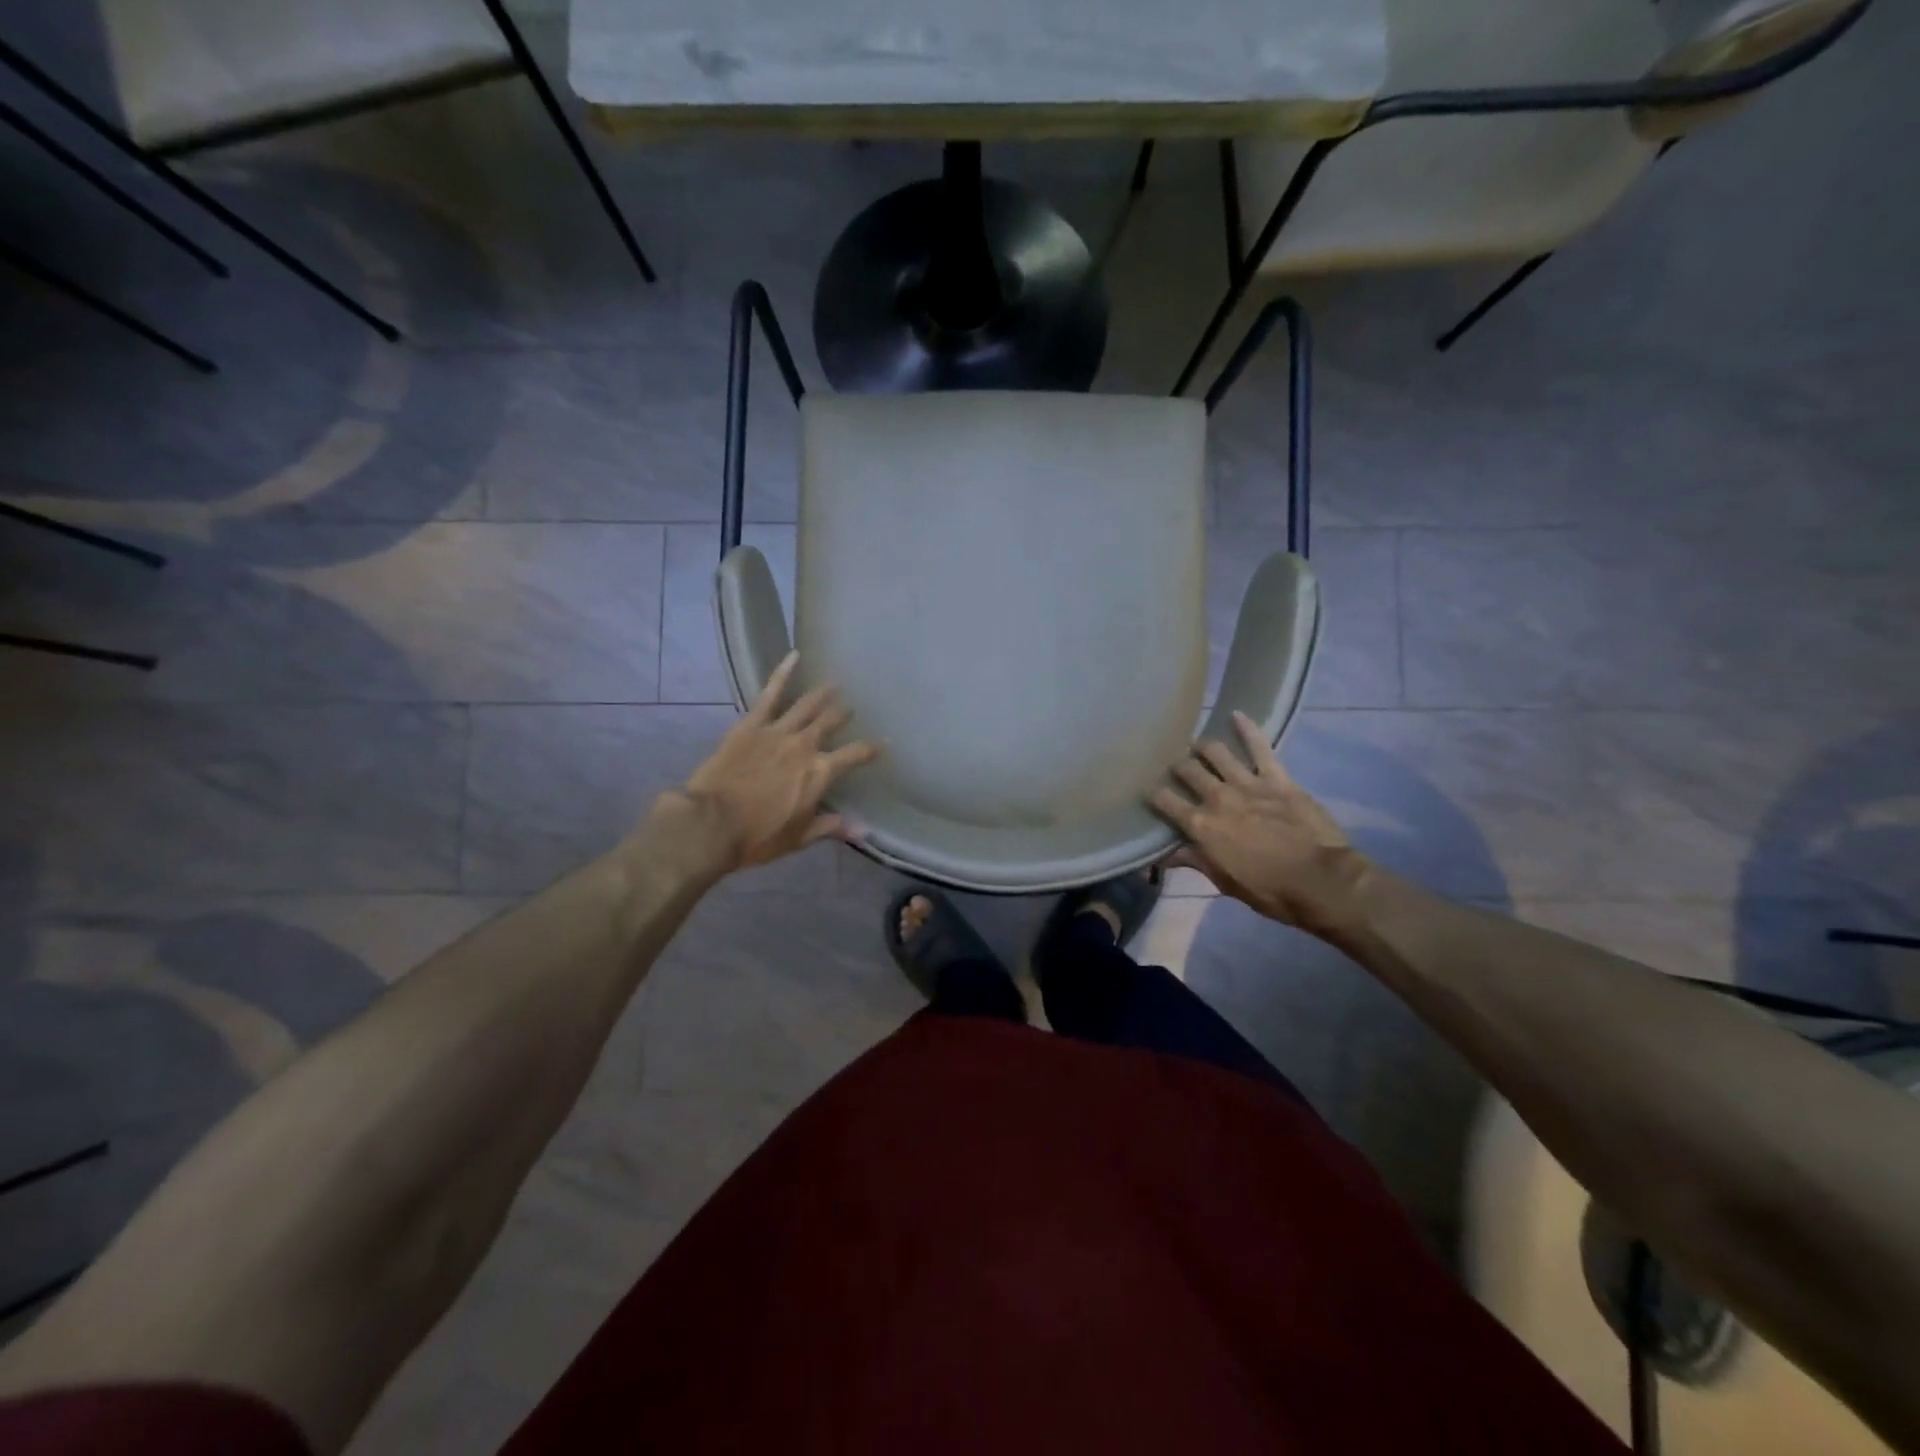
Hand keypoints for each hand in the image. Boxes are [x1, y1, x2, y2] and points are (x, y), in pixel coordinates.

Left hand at [671, 652, 880, 872]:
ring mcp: (777, 732)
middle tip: (850, 709)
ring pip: (806, 705)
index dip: (872, 748)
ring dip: (822, 694)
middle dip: (843, 715)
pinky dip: (783, 673)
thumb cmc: (758, 837)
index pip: (855, 755)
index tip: (884, 742)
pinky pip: (769, 694)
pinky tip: (794, 656)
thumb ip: (831, 827)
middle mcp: (804, 746)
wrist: (711, 824)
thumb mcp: (799, 837)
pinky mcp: (750, 725)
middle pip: (830, 723)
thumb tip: (864, 831)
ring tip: (834, 683)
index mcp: (819, 773)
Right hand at [1148, 711, 1369, 938]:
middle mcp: (1217, 797)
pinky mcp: (1276, 778)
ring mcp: (1247, 784)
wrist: (1320, 880)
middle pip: (1188, 771)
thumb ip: (1193, 861)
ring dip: (1203, 746)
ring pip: (1216, 752)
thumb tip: (1160, 858)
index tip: (1148, 791)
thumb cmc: (1269, 890)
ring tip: (1197, 744)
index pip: (1164, 801)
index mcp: (1201, 826)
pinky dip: (1248, 728)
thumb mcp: (1224, 882)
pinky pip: (1260, 747)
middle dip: (1177, 767)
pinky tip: (1237, 714)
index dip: (1153, 794)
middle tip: (1176, 767)